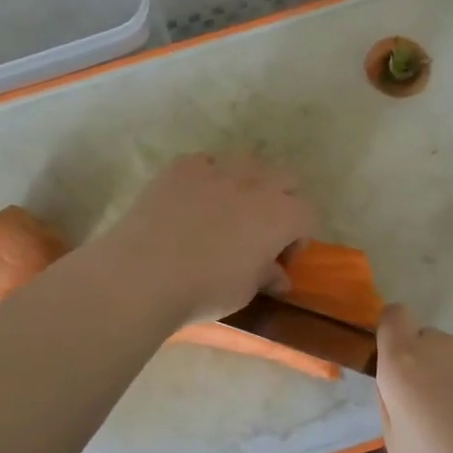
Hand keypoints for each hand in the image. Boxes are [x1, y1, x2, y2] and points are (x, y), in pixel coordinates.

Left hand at [91, 153, 317, 327]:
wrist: (145, 272)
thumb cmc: (206, 288)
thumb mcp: (245, 290)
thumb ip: (266, 274)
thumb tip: (278, 275)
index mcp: (280, 214)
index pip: (307, 214)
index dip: (298, 238)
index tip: (280, 260)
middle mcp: (255, 183)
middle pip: (284, 180)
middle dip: (281, 202)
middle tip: (261, 232)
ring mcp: (217, 169)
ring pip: (247, 164)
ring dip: (247, 184)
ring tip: (228, 211)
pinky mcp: (182, 167)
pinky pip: (206, 163)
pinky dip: (208, 178)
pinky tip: (193, 201)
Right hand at [375, 305, 452, 452]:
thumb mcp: (399, 448)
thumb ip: (392, 402)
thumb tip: (402, 384)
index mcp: (404, 364)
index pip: (393, 317)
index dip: (397, 335)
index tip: (404, 366)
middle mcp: (442, 344)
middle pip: (431, 343)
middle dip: (435, 368)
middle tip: (450, 413)